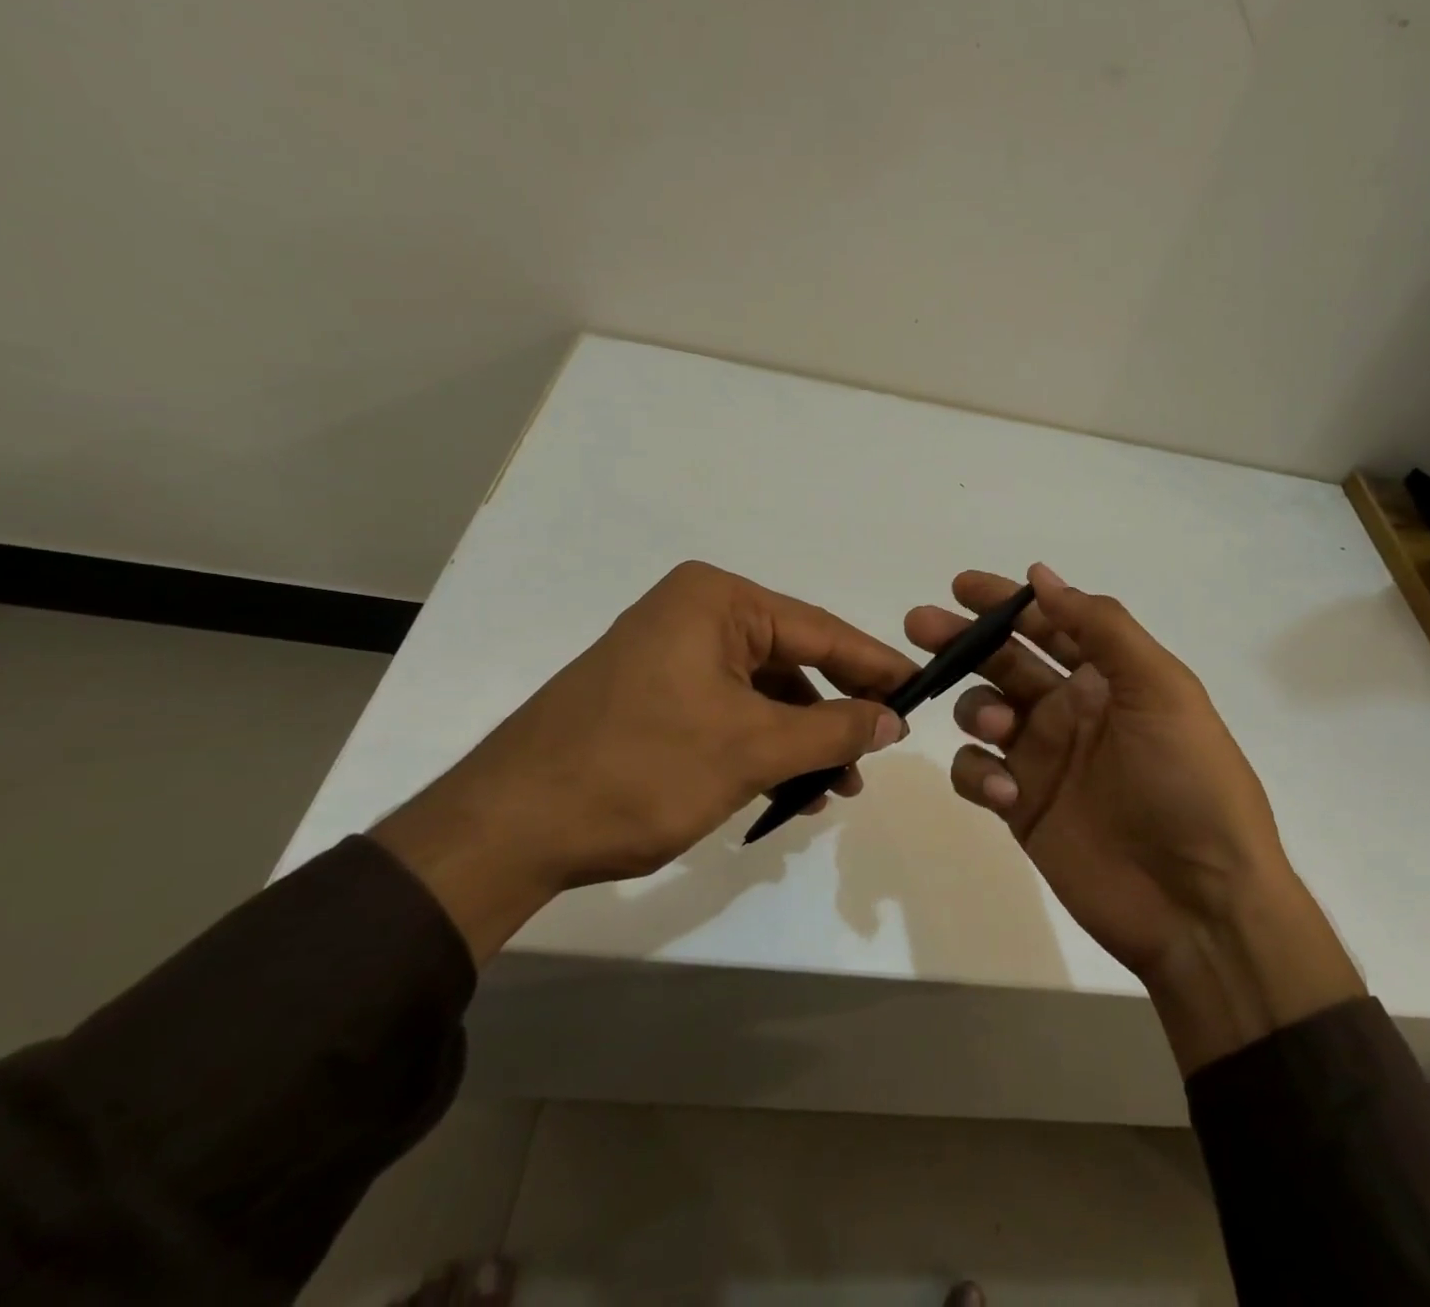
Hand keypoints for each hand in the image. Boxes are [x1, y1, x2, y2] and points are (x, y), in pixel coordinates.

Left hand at [377, 561, 913, 960]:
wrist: (508, 828)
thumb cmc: (639, 770)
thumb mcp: (750, 749)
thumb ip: (832, 730)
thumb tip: (894, 719)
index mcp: (717, 602)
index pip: (820, 630)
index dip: (875, 666)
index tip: (922, 694)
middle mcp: (695, 614)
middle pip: (794, 659)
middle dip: (837, 711)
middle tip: (881, 750)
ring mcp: (671, 655)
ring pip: (764, 692)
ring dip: (803, 738)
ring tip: (837, 787)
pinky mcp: (655, 694)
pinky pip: (731, 711)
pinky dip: (764, 747)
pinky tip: (790, 790)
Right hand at [905, 563, 1361, 1070]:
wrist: (1199, 904)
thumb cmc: (1188, 783)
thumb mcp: (1161, 689)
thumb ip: (1101, 627)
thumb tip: (1041, 574)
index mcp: (1107, 677)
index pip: (1047, 623)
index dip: (1005, 602)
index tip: (961, 586)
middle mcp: (1070, 710)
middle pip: (1003, 660)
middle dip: (963, 640)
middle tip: (921, 625)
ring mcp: (1042, 759)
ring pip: (981, 711)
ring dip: (976, 708)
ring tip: (998, 728)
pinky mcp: (1021, 807)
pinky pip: (976, 772)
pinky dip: (977, 773)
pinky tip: (1004, 793)